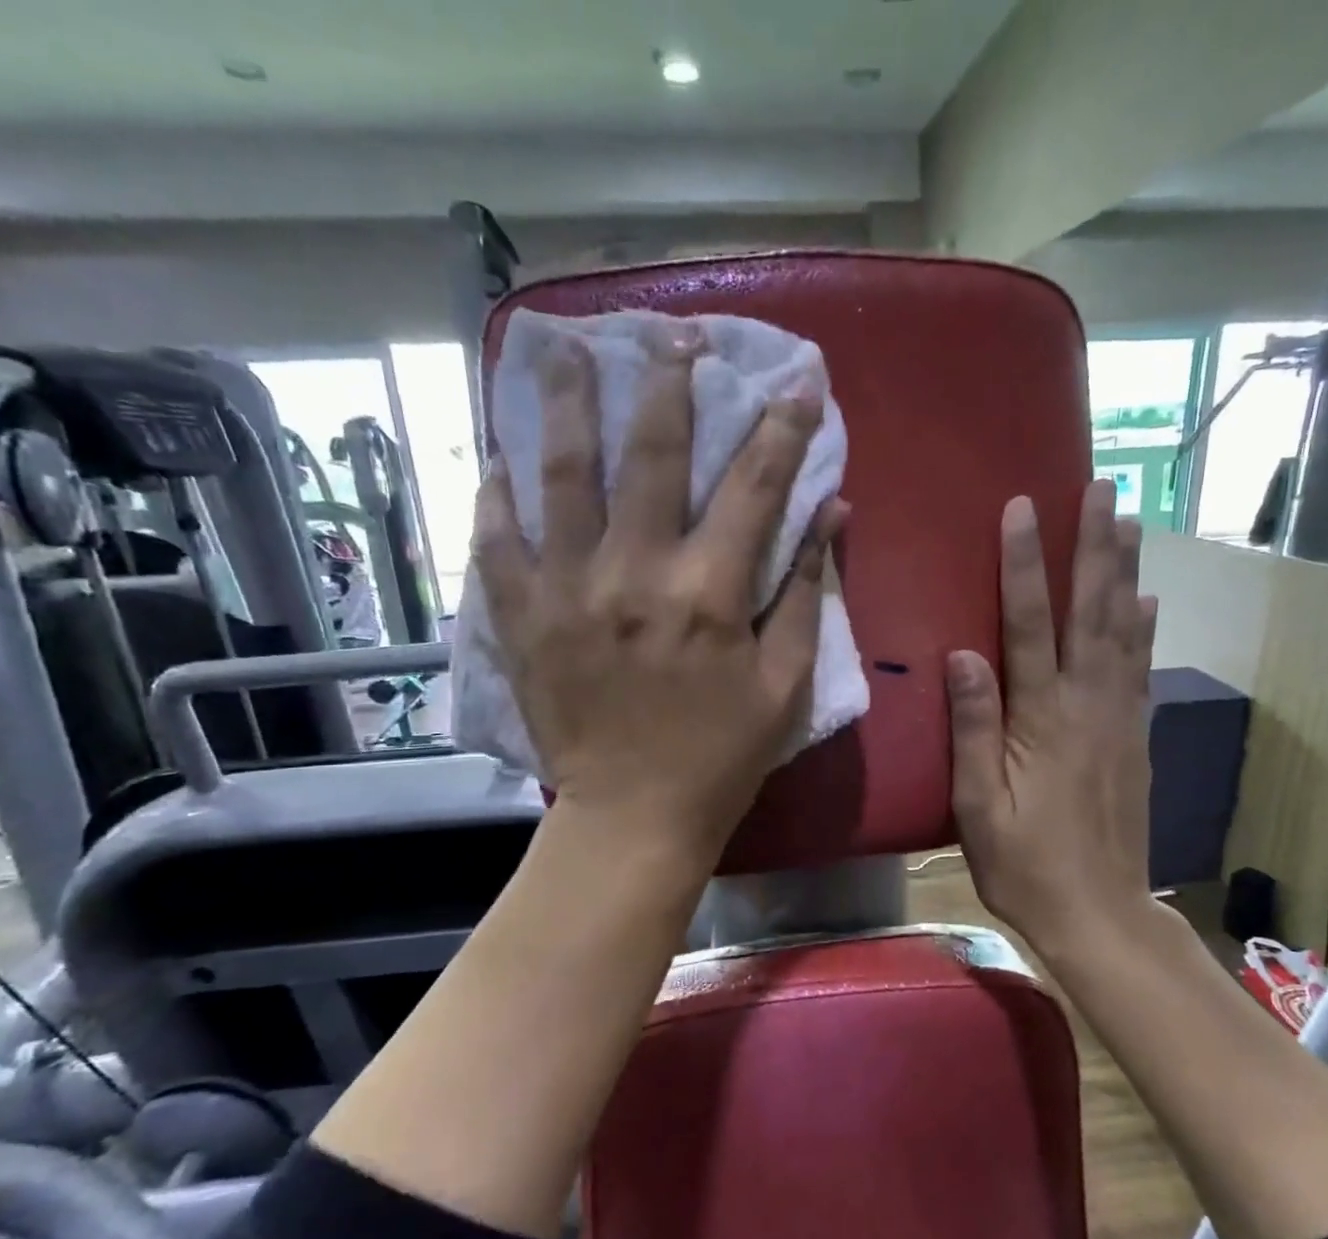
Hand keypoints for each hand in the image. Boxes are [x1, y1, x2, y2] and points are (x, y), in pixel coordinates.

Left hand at [473, 320, 846, 864]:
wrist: (633, 817)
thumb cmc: (723, 758)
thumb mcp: (786, 686)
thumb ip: (807, 595)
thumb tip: (831, 516)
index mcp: (710, 595)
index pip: (754, 487)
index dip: (781, 428)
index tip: (798, 383)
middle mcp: (635, 575)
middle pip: (652, 455)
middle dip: (669, 384)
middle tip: (674, 332)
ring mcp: (568, 592)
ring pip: (562, 476)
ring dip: (567, 406)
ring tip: (566, 350)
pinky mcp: (522, 619)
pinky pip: (498, 541)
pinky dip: (496, 493)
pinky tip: (497, 453)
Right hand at [947, 479, 1171, 959]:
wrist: (1099, 913)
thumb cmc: (1024, 864)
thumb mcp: (978, 807)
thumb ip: (974, 728)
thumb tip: (963, 655)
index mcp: (1043, 719)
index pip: (1031, 624)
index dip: (1027, 564)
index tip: (1025, 507)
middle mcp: (1089, 705)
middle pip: (1093, 611)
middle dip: (1095, 546)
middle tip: (1104, 488)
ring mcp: (1120, 719)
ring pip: (1126, 630)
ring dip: (1126, 572)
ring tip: (1131, 521)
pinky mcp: (1136, 738)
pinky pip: (1142, 669)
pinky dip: (1147, 627)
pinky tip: (1149, 601)